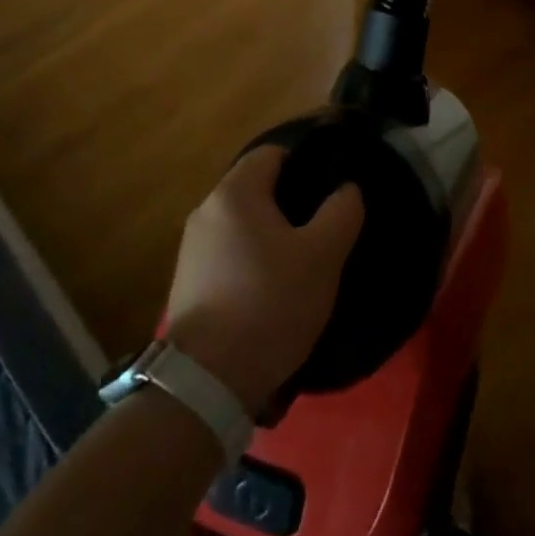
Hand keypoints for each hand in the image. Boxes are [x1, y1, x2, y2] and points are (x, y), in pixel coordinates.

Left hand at [165, 146, 363, 412]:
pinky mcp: (188, 282)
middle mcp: (206, 211)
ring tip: (305, 258)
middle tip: (326, 225)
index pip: (273, 152)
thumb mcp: (323, 255)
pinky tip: (274, 287)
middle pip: (257, 187)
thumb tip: (346, 188)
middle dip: (292, 201)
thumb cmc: (270, 304)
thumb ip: (342, 210)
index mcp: (235, 193)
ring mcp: (192, 248)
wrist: (208, 382)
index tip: (333, 187)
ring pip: (244, 222)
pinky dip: (254, 258)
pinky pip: (230, 252)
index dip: (307, 162)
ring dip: (273, 233)